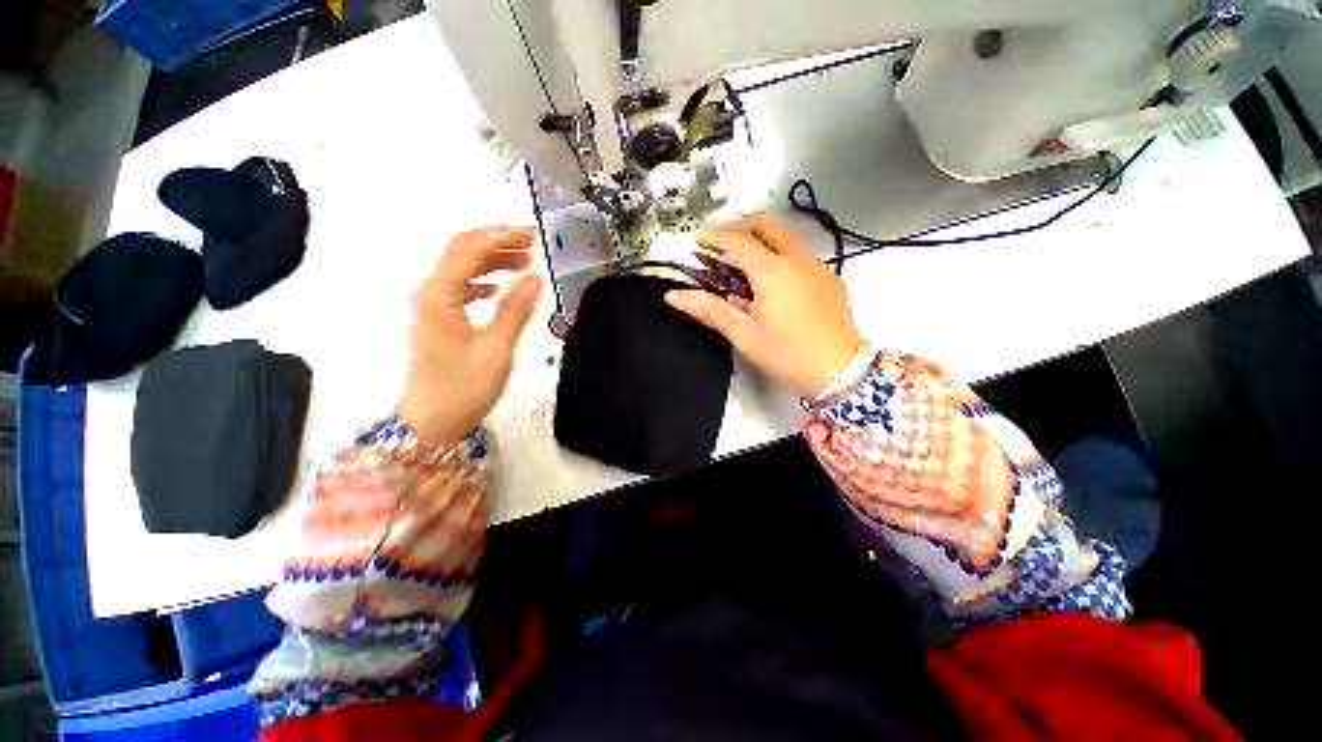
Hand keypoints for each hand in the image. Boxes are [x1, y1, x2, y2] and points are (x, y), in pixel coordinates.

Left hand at [399, 226, 543, 445]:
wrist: (432, 421)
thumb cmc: (463, 386)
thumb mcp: (496, 348)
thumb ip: (516, 309)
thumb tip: (536, 277)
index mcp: (439, 295)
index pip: (468, 249)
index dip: (499, 236)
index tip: (530, 234)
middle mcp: (430, 293)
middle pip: (460, 252)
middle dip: (495, 242)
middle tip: (530, 243)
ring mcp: (431, 306)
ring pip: (460, 268)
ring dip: (490, 260)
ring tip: (523, 262)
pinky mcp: (438, 319)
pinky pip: (459, 287)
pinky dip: (481, 280)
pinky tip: (499, 287)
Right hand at [664, 214, 861, 398]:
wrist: (841, 370)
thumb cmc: (787, 354)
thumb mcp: (743, 334)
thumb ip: (709, 310)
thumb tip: (674, 296)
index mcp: (773, 271)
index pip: (738, 241)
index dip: (714, 236)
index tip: (697, 239)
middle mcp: (797, 259)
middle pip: (766, 224)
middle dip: (740, 224)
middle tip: (720, 239)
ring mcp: (818, 266)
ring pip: (785, 238)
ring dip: (760, 239)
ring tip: (741, 260)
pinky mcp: (830, 278)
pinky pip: (800, 255)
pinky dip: (779, 255)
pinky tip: (772, 281)